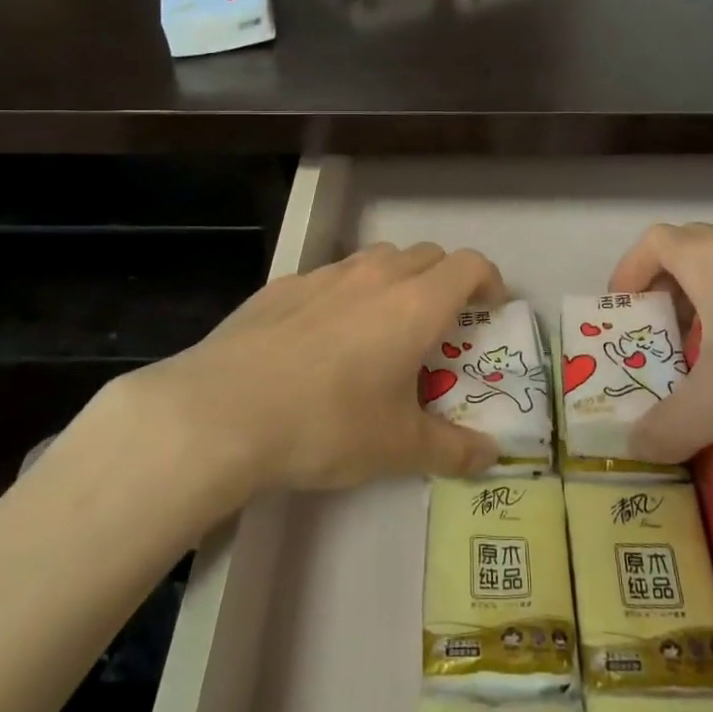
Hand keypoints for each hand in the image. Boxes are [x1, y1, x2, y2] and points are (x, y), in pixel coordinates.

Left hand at [125, 242, 505, 494]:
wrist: (221, 411)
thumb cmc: (326, 424)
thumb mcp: (398, 448)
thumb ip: (452, 450)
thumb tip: (491, 457)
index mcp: (415, 304)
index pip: (470, 265)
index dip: (489, 281)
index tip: (490, 310)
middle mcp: (375, 276)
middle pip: (427, 255)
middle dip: (445, 282)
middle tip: (439, 327)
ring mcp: (325, 275)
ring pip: (378, 259)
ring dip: (396, 281)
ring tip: (382, 329)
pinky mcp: (283, 285)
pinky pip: (331, 277)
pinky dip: (347, 294)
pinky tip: (322, 339)